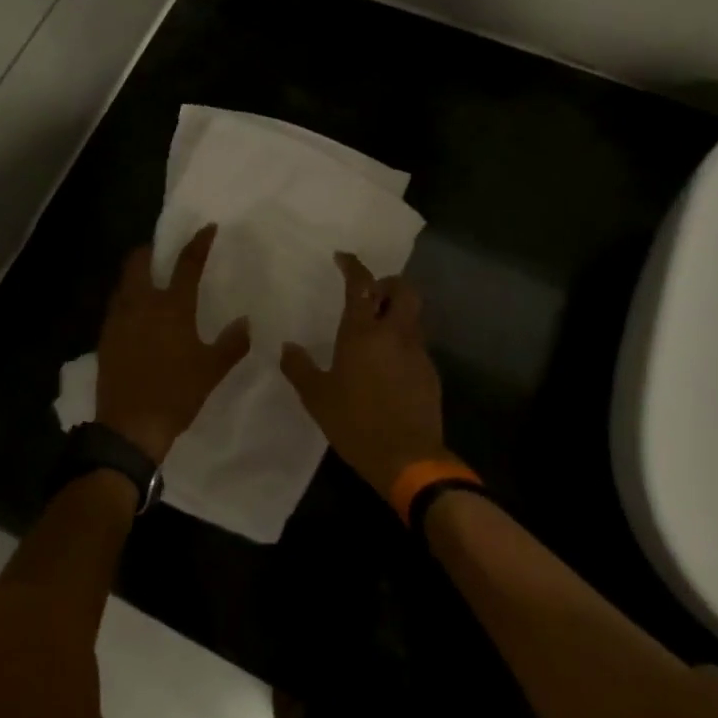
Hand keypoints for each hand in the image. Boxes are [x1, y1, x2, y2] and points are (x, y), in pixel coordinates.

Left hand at [95, 224, 250, 463]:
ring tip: (149, 279)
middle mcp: (142, 304)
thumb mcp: (211, 371)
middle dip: (148, 250)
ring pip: (123, 282)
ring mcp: (118, 319)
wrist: (129, 426)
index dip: (198, 243)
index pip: (187, 264)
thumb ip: (231, 343)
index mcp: (172, 307)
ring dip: (135, 273)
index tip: (207, 228)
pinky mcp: (105, 336)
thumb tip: (246, 322)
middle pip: (138, 262)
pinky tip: (135, 313)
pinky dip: (126, 298)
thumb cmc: (176, 394)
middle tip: (161, 251)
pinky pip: (115, 305)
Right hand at [280, 252, 451, 500]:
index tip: (343, 258)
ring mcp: (417, 353)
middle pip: (404, 290)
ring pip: (412, 318)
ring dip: (397, 314)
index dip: (353, 266)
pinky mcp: (430, 373)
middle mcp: (394, 334)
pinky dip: (403, 343)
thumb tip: (287, 347)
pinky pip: (416, 345)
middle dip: (389, 284)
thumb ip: (300, 368)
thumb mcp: (317, 398)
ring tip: (376, 331)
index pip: (361, 285)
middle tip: (371, 294)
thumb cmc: (356, 423)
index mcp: (363, 333)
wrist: (408, 459)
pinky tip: (388, 366)